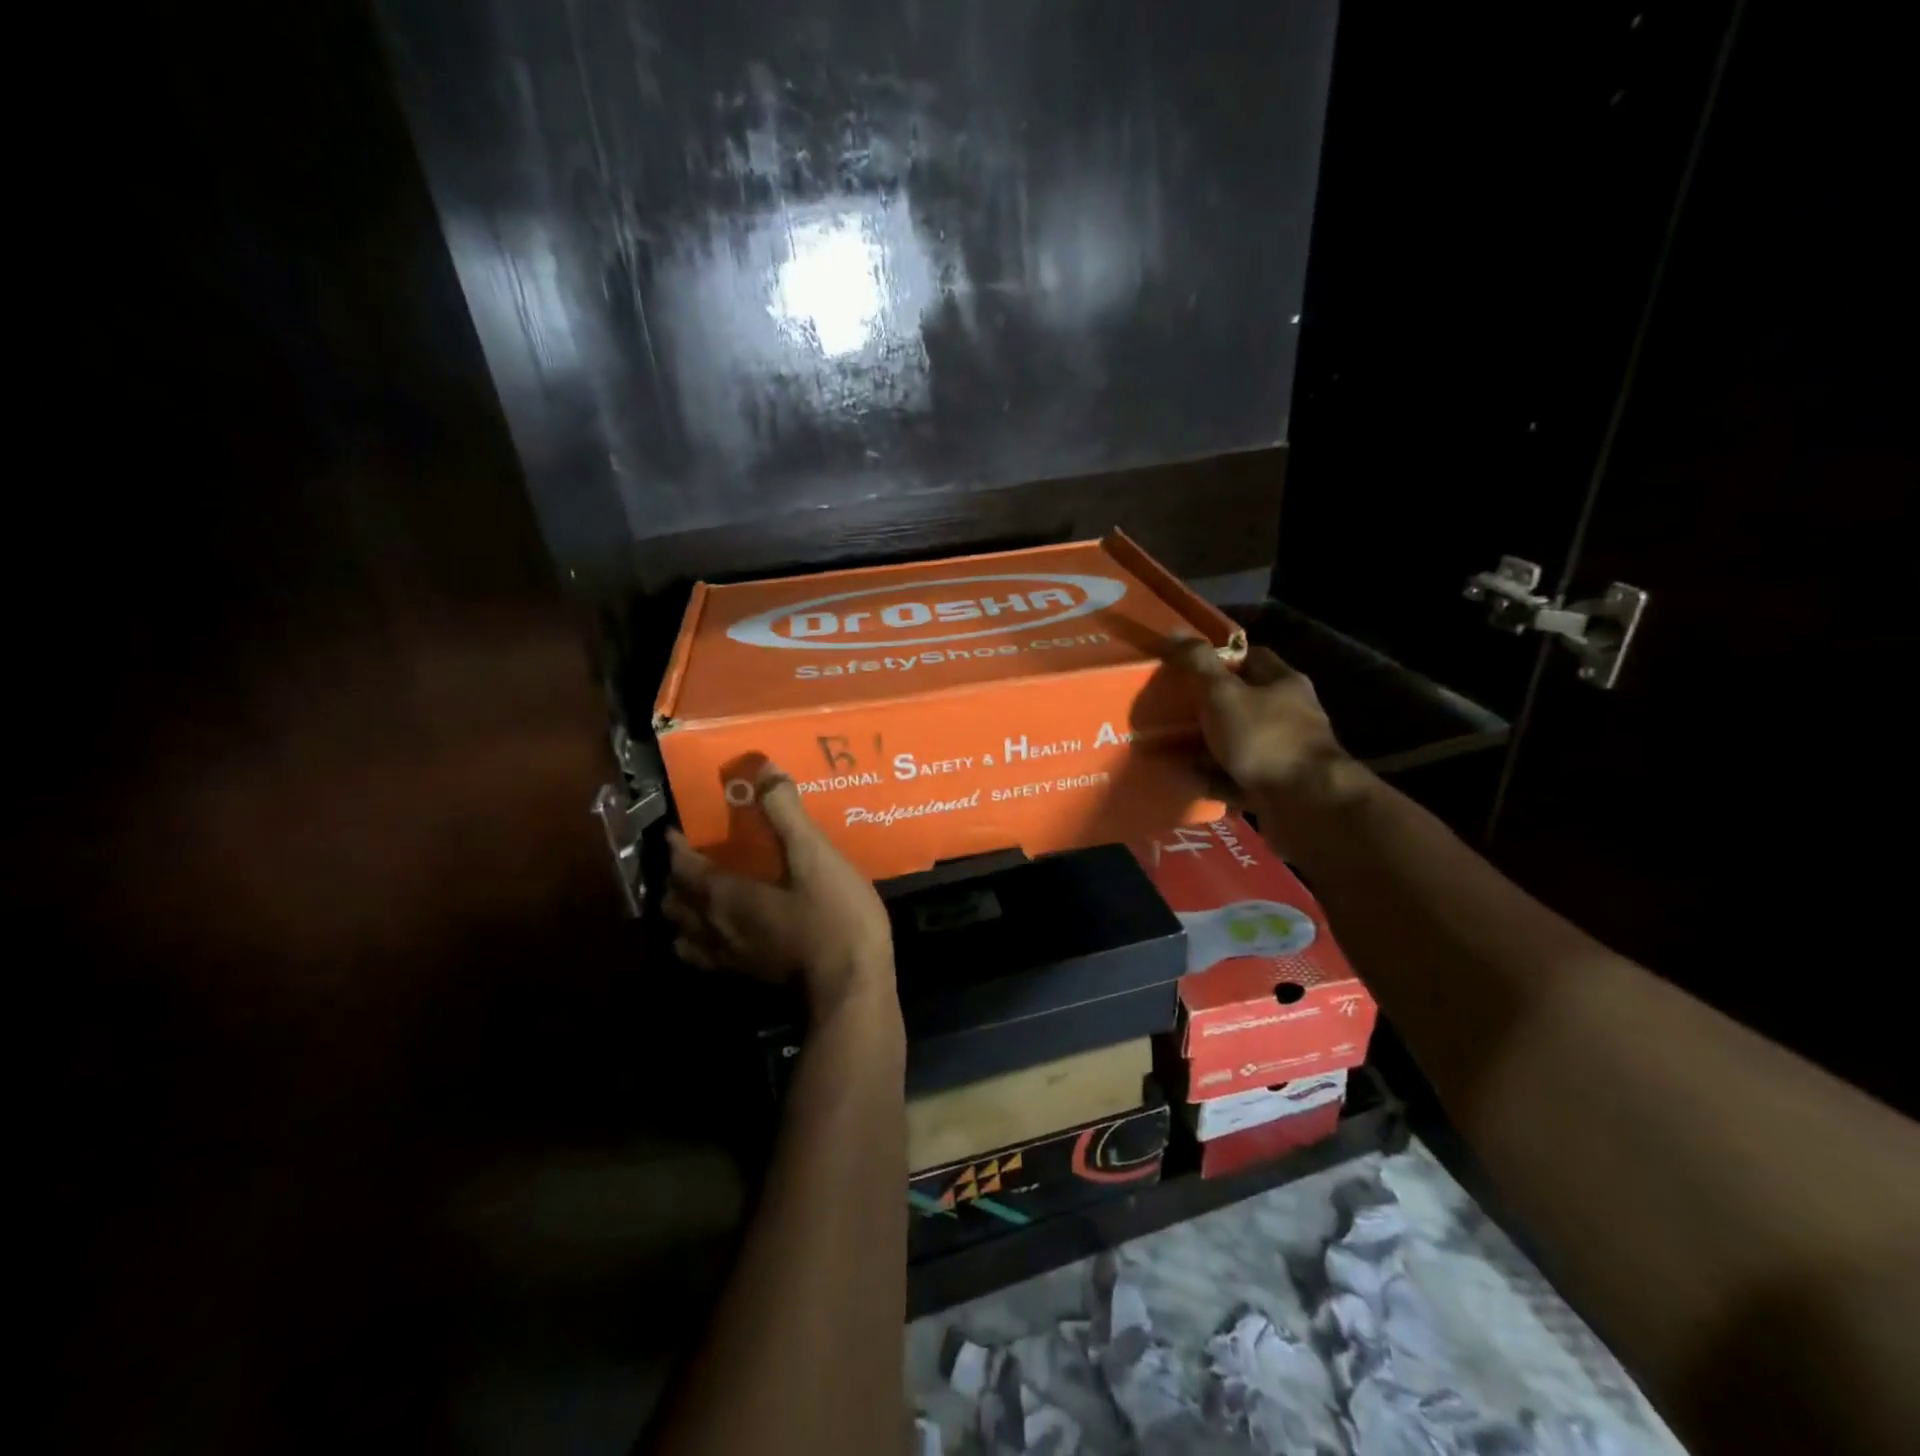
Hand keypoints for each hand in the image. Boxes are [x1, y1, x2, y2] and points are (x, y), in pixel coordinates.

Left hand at [663, 764, 895, 1020]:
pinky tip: (725, 931)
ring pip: (684, 935)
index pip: (682, 869)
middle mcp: (715, 929)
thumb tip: (763, 770)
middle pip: (674, 904)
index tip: (676, 829)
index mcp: (724, 897)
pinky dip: (700, 939)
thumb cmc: (833, 916)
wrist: (852, 986)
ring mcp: (728, 959)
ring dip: (683, 913)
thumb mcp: (815, 857)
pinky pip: (704, 957)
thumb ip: (785, 813)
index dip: (675, 847)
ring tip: (700, 896)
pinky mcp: (746, 978)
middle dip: (675, 879)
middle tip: (692, 858)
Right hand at [1166, 636, 1353, 809]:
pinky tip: (1188, 781)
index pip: (1250, 657)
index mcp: (1282, 683)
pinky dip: (1214, 779)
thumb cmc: (1264, 739)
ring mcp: (1283, 753)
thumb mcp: (1223, 694)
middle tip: (1168, 712)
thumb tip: (1173, 633)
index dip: (1216, 659)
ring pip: (1236, 743)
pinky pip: (1236, 777)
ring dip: (1205, 748)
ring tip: (1168, 749)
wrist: (1305, 805)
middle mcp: (1288, 714)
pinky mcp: (1276, 786)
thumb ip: (1198, 665)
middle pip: (1240, 703)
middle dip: (1204, 709)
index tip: (1184, 668)